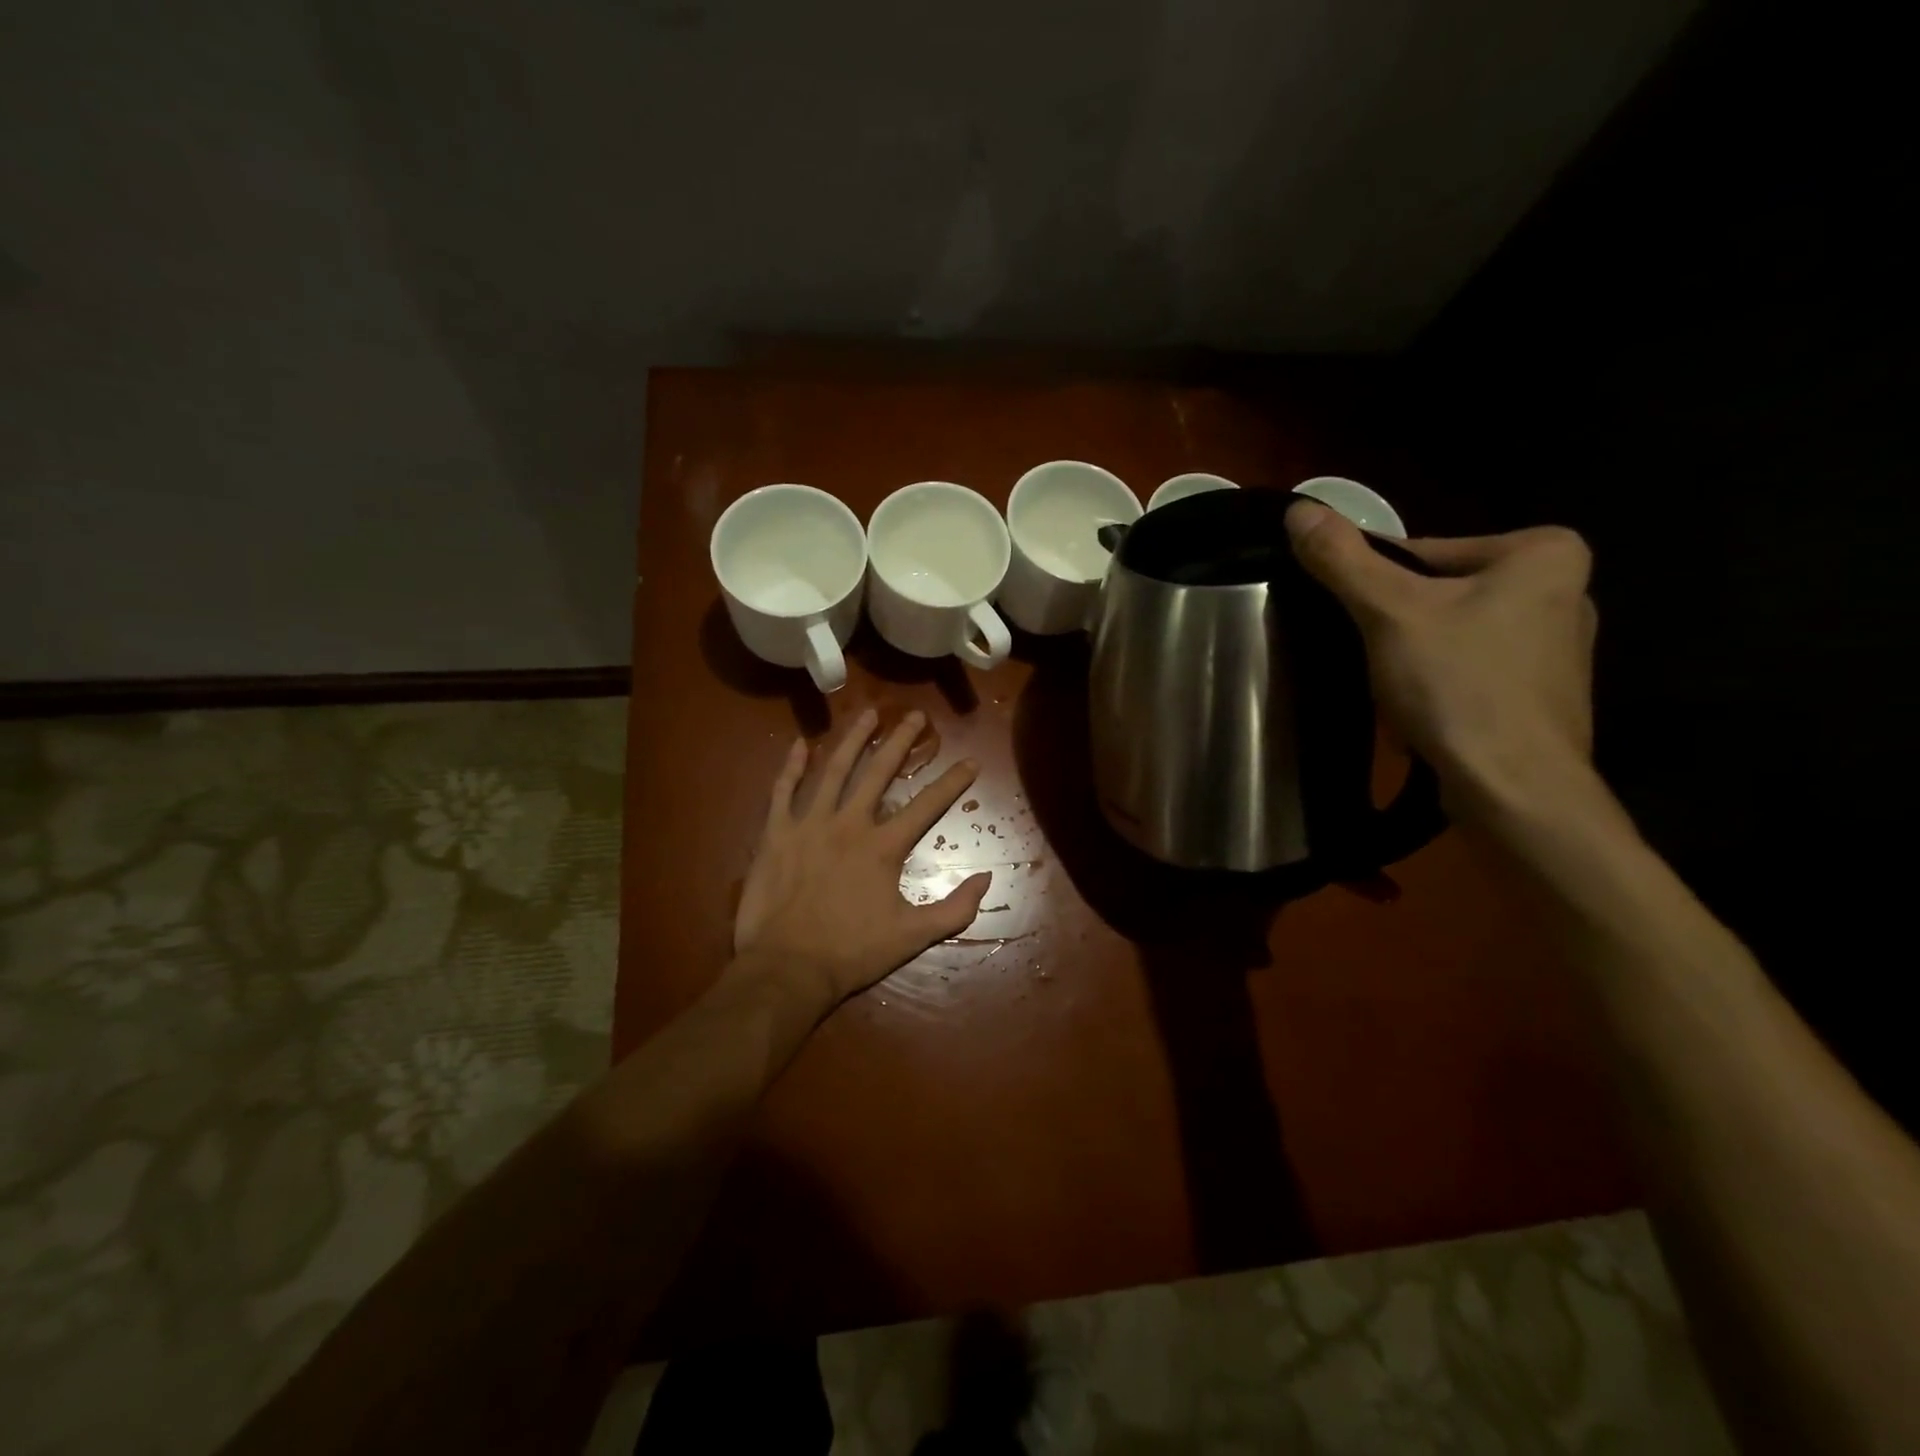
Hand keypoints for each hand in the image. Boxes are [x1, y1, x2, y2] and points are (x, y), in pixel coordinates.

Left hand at [734, 707, 992, 1009]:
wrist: (786, 968)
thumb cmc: (851, 952)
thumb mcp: (912, 937)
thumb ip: (954, 908)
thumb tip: (987, 879)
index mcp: (883, 847)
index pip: (927, 806)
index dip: (952, 782)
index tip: (970, 761)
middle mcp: (849, 824)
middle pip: (878, 772)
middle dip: (901, 741)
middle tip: (916, 716)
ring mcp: (808, 824)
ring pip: (833, 770)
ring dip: (853, 740)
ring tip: (868, 714)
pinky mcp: (776, 833)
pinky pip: (783, 791)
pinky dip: (792, 766)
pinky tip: (801, 743)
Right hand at [1285, 500, 1598, 818]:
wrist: (1515, 789)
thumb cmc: (1459, 685)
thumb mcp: (1388, 612)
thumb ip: (1342, 558)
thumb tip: (1298, 507)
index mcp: (1543, 553)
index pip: (1425, 551)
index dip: (1375, 584)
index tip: (1355, 620)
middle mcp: (1565, 591)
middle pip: (1441, 591)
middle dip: (1398, 621)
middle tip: (1370, 656)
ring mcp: (1559, 649)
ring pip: (1455, 632)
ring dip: (1416, 653)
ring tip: (1393, 689)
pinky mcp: (1544, 695)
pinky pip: (1473, 669)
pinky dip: (1442, 682)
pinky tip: (1423, 711)